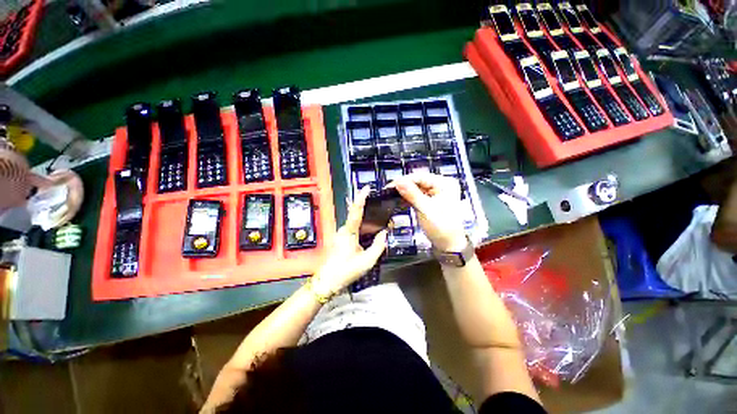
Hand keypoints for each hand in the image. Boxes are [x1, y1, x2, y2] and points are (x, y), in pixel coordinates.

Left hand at [313, 186, 387, 294]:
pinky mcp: (340, 239)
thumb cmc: (347, 271)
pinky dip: (362, 229)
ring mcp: (340, 234)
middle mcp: (343, 230)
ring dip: (366, 222)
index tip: (366, 188)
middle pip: (356, 216)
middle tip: (382, 211)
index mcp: (349, 232)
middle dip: (368, 211)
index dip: (361, 198)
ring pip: (355, 223)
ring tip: (380, 224)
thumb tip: (384, 233)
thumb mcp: (367, 261)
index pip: (356, 211)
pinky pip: (353, 230)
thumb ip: (378, 245)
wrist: (327, 282)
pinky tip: (370, 234)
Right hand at [390, 172, 466, 251]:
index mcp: (444, 183)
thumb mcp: (425, 209)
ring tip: (391, 196)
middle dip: (404, 186)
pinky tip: (399, 201)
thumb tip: (398, 181)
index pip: (421, 176)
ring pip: (416, 188)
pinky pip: (417, 196)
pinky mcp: (431, 201)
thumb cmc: (441, 227)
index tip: (390, 186)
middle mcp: (441, 185)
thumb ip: (411, 194)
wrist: (449, 245)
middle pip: (418, 181)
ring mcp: (436, 193)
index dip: (404, 180)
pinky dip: (409, 198)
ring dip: (405, 192)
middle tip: (388, 191)